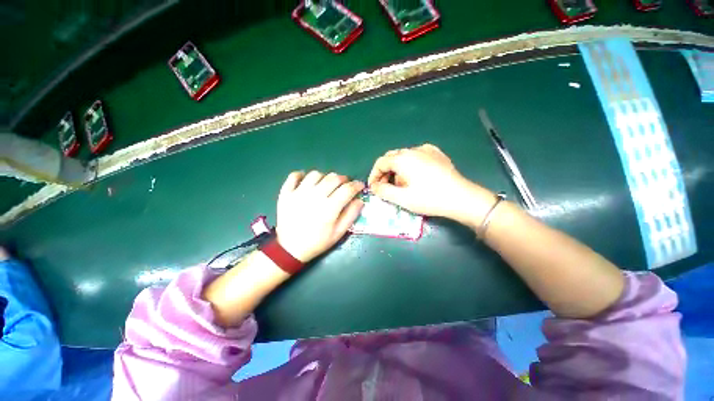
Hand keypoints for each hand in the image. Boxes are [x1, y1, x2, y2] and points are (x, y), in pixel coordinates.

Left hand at [276, 171, 364, 262]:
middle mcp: (314, 197)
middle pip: (333, 178)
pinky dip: (302, 175)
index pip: (347, 189)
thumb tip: (360, 200)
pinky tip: (307, 182)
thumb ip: (351, 215)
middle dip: (343, 179)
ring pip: (316, 174)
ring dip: (325, 177)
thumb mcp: (338, 233)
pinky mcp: (286, 193)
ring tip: (326, 185)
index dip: (356, 185)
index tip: (360, 186)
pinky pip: (294, 175)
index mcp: (329, 208)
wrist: (290, 248)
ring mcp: (298, 193)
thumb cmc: (317, 242)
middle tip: (344, 185)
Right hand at [368, 144, 493, 225]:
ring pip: (404, 156)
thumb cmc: (429, 199)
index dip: (374, 175)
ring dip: (397, 169)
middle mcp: (413, 150)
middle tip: (386, 187)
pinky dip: (411, 164)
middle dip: (385, 172)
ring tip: (402, 184)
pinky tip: (416, 174)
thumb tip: (374, 186)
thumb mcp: (402, 198)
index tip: (374, 188)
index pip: (380, 163)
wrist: (461, 198)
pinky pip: (417, 155)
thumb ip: (383, 191)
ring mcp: (427, 150)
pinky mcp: (437, 154)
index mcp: (402, 159)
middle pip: (391, 158)